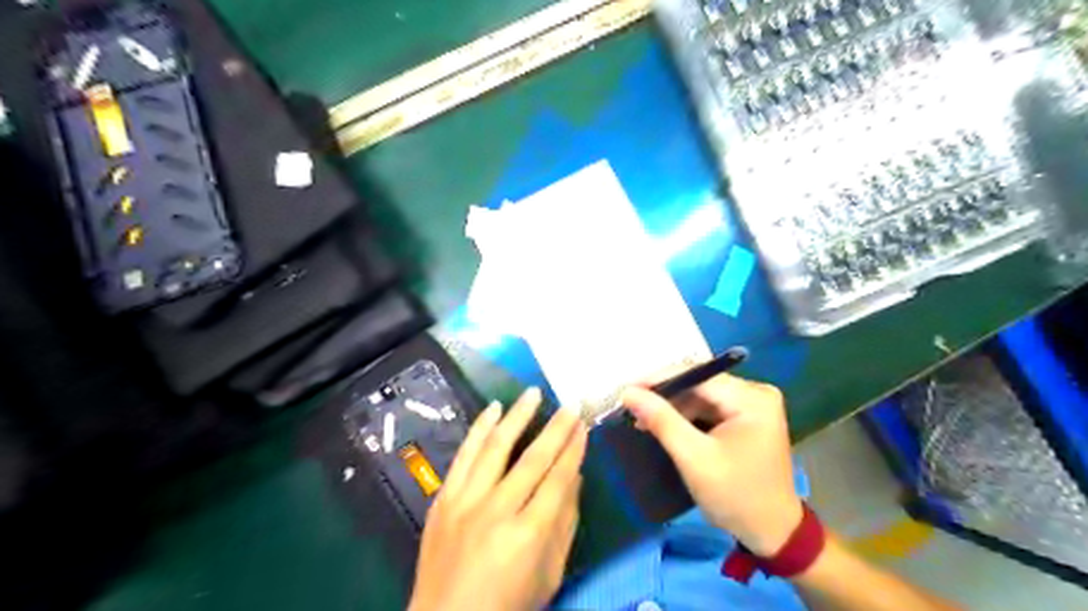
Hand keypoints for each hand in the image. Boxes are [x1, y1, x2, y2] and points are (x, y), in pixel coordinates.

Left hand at [406, 390, 586, 610]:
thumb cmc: (507, 604)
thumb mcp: (549, 574)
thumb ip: (565, 524)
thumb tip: (577, 478)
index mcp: (529, 535)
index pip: (559, 479)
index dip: (574, 449)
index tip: (584, 425)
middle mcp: (498, 511)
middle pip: (533, 459)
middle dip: (556, 428)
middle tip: (570, 403)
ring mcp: (466, 502)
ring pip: (496, 447)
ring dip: (517, 416)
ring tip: (532, 393)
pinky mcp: (444, 499)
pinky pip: (464, 455)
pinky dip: (479, 429)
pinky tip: (493, 408)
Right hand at [624, 371, 800, 555]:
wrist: (773, 534)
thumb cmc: (735, 496)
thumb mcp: (694, 458)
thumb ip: (661, 420)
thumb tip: (628, 392)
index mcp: (752, 399)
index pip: (698, 376)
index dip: (659, 380)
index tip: (627, 389)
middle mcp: (756, 393)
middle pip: (700, 384)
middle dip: (665, 396)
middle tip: (631, 407)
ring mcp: (753, 405)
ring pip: (702, 396)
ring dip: (673, 407)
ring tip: (642, 419)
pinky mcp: (747, 418)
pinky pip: (710, 408)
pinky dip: (686, 416)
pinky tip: (665, 425)